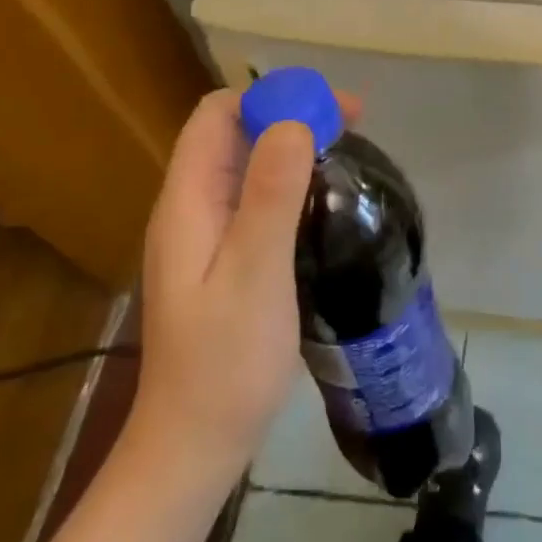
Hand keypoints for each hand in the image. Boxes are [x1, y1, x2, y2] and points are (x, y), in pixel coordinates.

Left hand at [129, 88, 355, 479]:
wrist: (196, 444)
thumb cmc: (226, 361)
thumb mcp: (255, 272)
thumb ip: (270, 195)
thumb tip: (294, 121)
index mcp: (187, 203)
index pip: (216, 116)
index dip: (270, 97)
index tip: (330, 108)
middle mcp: (190, 210)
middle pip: (233, 136)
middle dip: (289, 115)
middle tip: (354, 125)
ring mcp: (205, 238)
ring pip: (247, 167)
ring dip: (292, 147)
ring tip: (347, 152)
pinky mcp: (224, 262)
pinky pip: (256, 200)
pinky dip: (290, 183)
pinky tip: (325, 201)